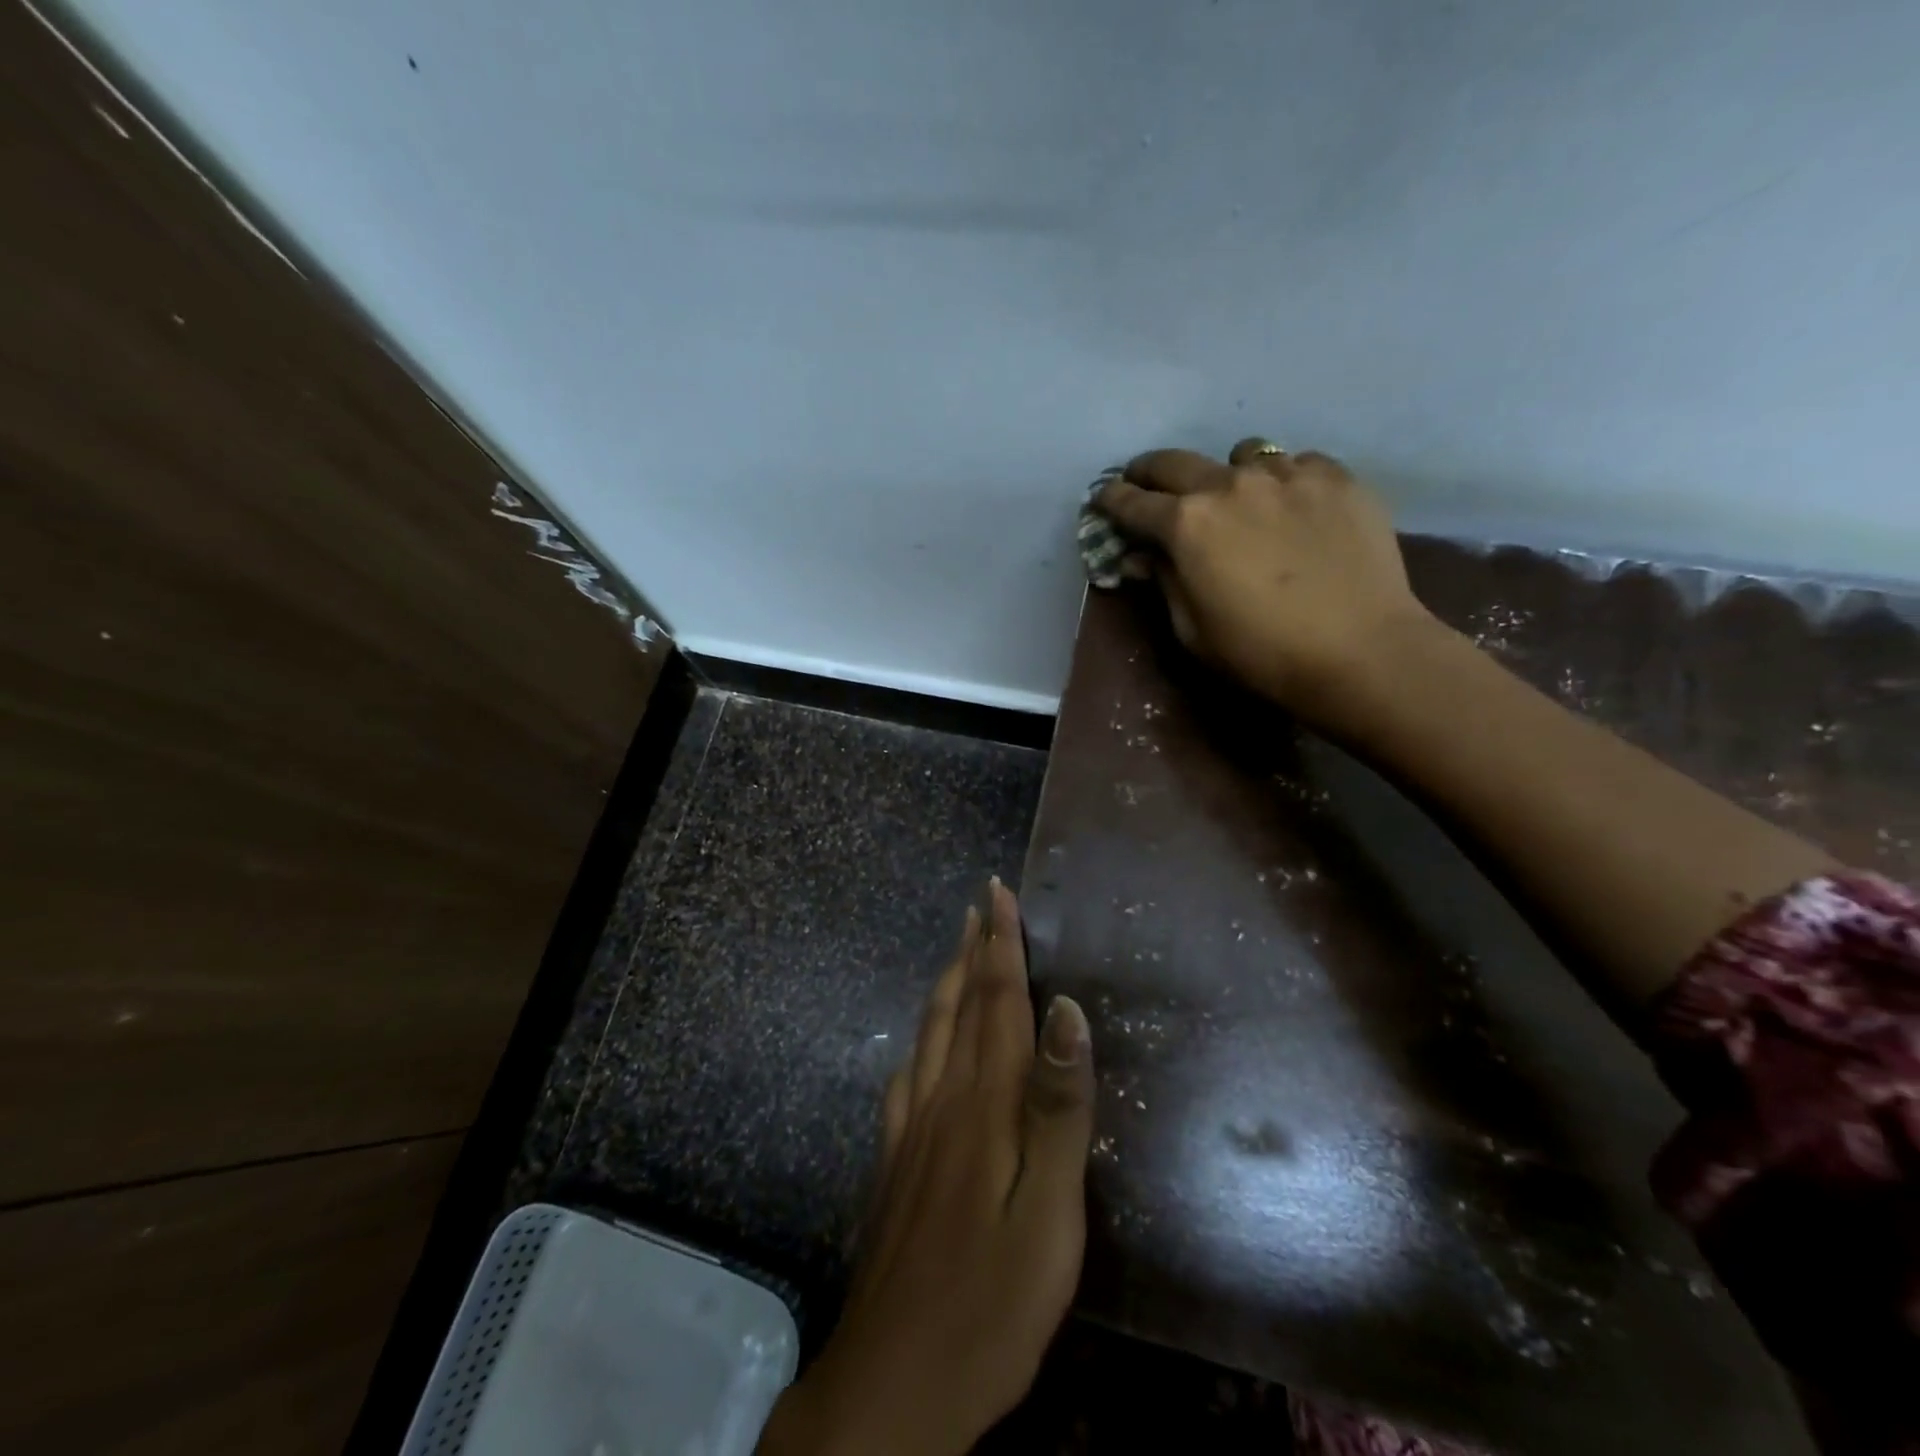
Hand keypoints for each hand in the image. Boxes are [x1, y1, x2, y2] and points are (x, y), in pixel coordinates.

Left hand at [757, 880, 1095, 1455]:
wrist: (891, 1384)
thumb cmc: (990, 1303)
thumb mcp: (1049, 1214)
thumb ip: (1057, 1108)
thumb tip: (1067, 1011)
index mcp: (985, 1106)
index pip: (998, 1003)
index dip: (1002, 944)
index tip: (999, 893)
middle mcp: (942, 1102)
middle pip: (960, 1007)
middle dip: (974, 949)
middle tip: (979, 904)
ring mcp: (909, 1131)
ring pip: (929, 1034)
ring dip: (947, 983)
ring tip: (958, 950)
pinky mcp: (891, 1162)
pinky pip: (905, 1077)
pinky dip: (919, 1040)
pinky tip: (918, 1045)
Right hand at [1095, 438, 1437, 727]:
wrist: (1360, 650)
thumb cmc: (1260, 653)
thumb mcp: (1192, 630)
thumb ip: (1163, 582)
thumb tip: (1141, 557)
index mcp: (1186, 525)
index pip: (1132, 503)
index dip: (1111, 501)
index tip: (1104, 499)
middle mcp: (1230, 485)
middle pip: (1175, 462)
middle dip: (1150, 472)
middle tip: (1145, 482)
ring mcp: (1287, 473)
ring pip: (1241, 455)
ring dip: (1226, 474)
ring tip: (1238, 498)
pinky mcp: (1336, 476)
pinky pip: (1297, 464)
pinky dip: (1284, 481)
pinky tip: (1294, 507)